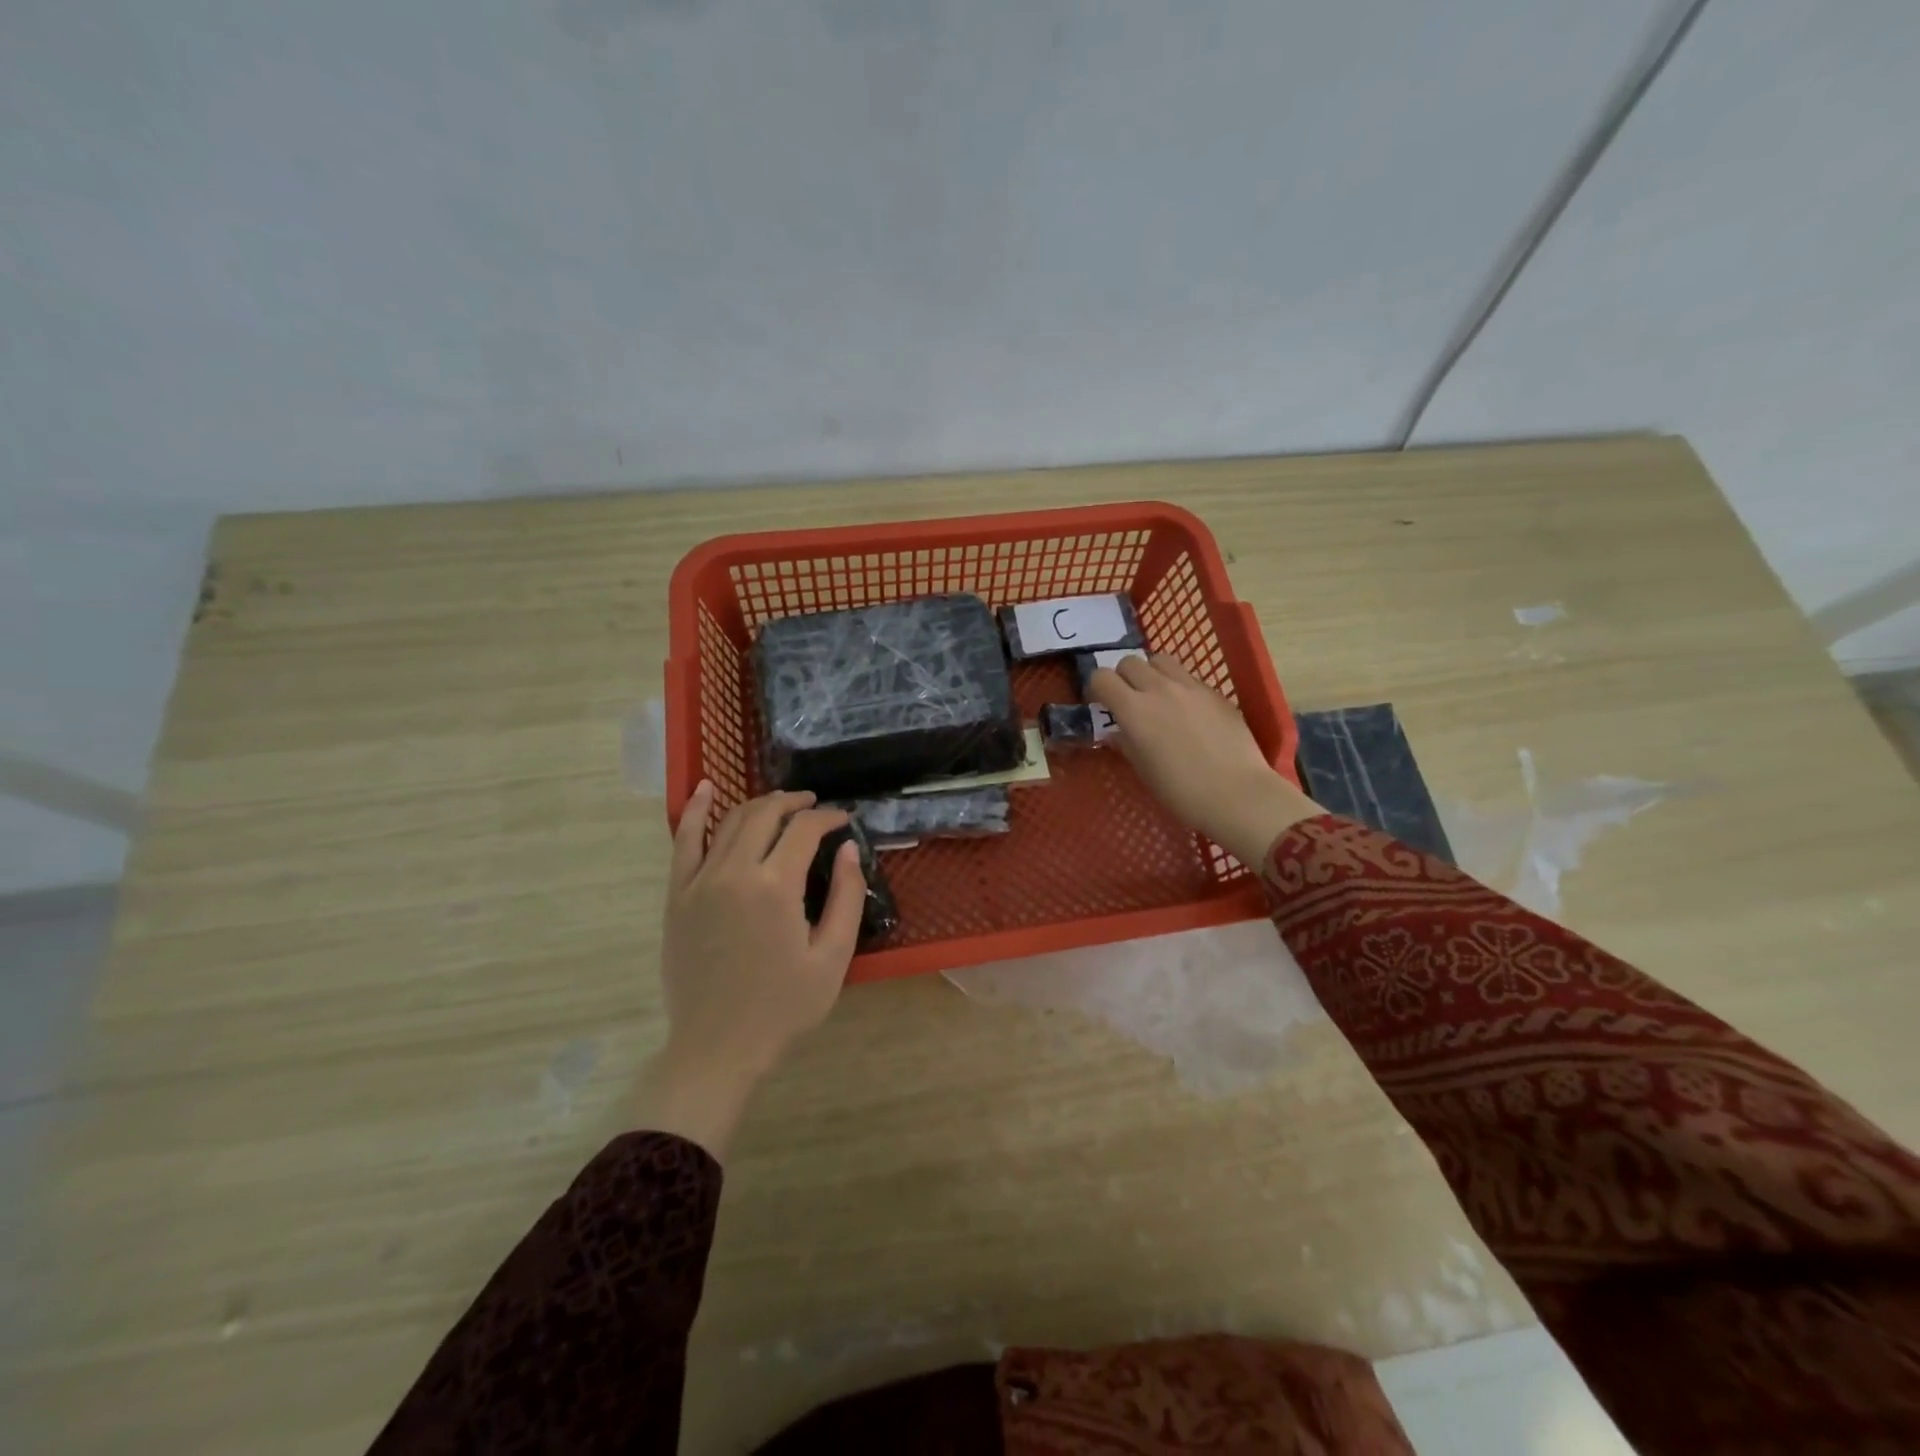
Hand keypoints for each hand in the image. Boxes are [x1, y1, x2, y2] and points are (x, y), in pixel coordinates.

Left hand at [637, 783, 865, 1157]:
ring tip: (781, 806)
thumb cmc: (783, 1007)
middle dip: (794, 803)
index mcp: (775, 886)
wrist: (718, 1047)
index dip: (828, 817)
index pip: (805, 830)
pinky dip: (696, 811)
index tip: (844, 820)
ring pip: (730, 821)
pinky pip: (683, 841)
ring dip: (759, 805)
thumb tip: (848, 848)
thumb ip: (847, 896)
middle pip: (765, 814)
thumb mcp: (832, 957)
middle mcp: (734, 871)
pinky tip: (706, 789)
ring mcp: (699, 881)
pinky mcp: (677, 895)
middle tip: (815, 806)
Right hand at [1089, 654, 1321, 867]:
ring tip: (1157, 696)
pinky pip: (1188, 677)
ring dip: (1151, 673)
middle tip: (1128, 700)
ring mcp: (1190, 687)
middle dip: (1122, 677)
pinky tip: (1188, 711)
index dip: (1096, 688)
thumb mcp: (1143, 770)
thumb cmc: (1181, 792)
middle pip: (1129, 662)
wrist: (1237, 794)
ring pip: (1160, 660)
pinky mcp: (1215, 692)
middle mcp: (1159, 689)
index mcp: (1134, 710)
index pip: (1102, 677)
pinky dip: (1179, 686)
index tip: (1100, 704)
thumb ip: (1126, 744)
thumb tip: (1117, 732)